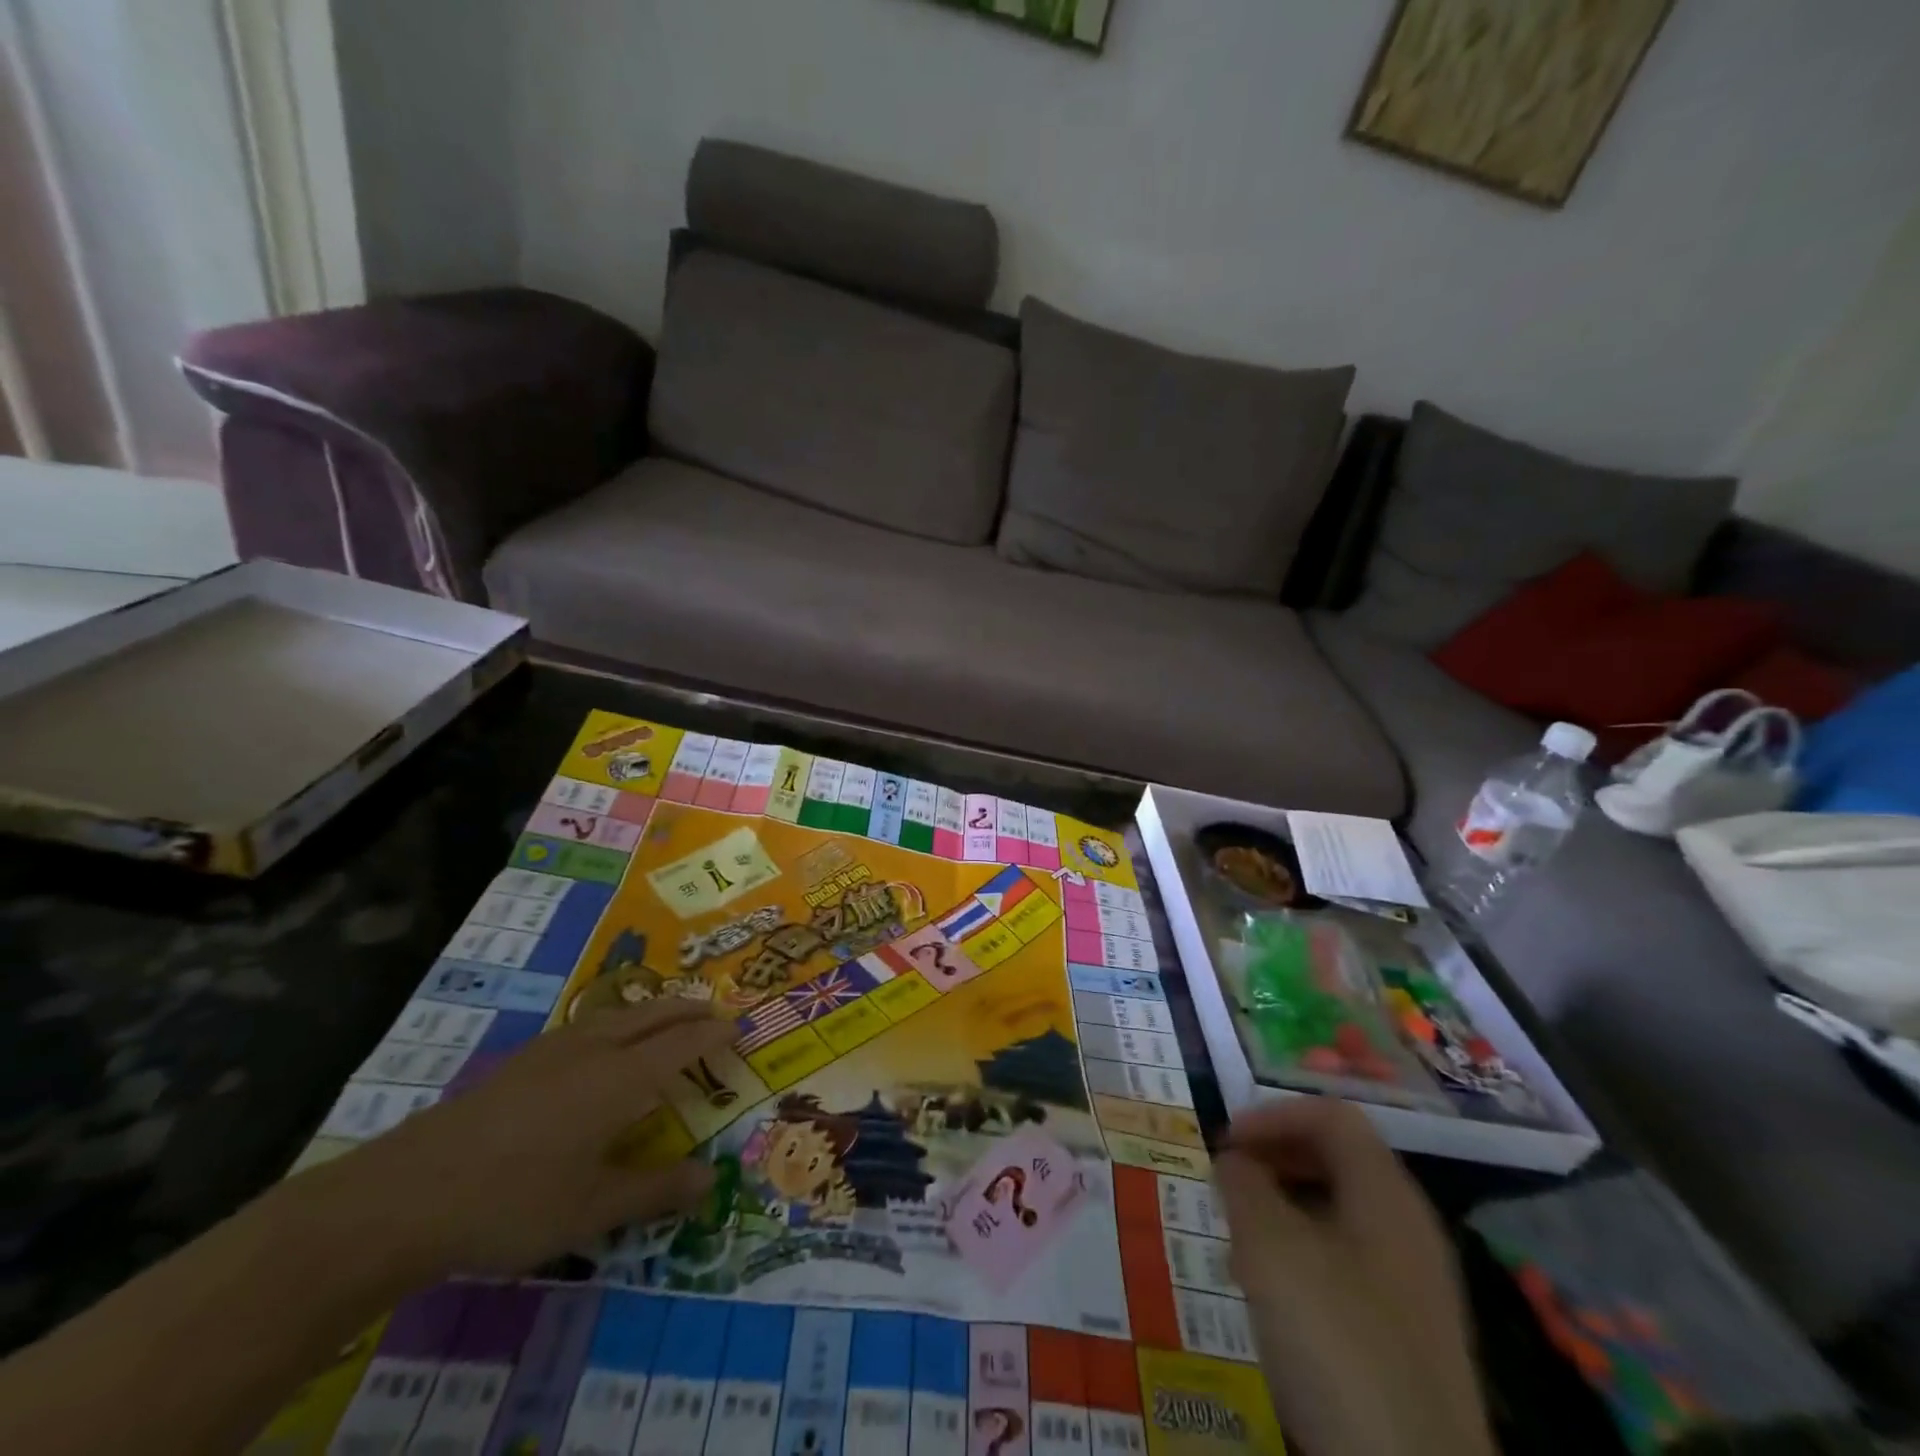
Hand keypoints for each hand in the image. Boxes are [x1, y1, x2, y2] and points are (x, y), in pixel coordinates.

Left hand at [288, 999, 731, 1280]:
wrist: (405, 1195)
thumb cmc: (512, 1202)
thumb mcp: (592, 1210)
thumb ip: (655, 1190)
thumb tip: (711, 1179)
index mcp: (621, 1078)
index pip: (683, 1044)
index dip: (714, 1034)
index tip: (740, 1029)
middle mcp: (595, 1050)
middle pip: (655, 1014)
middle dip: (691, 1010)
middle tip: (717, 1014)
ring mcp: (554, 1049)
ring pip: (620, 1013)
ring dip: (655, 1010)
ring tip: (671, 1018)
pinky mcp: (522, 1060)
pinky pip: (591, 1023)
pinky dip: (620, 1020)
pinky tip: (604, 1042)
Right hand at [1215, 1099, 1495, 1455]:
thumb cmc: (1336, 1340)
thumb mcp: (1269, 1247)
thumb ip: (1243, 1184)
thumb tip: (1235, 1160)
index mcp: (1386, 1193)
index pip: (1332, 1116)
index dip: (1274, 1115)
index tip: (1226, 1141)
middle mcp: (1409, 1227)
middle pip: (1339, 1159)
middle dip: (1276, 1157)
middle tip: (1229, 1179)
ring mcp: (1415, 1285)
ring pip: (1340, 1213)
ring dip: (1284, 1206)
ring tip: (1240, 1235)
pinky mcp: (1408, 1336)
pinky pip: (1349, 1262)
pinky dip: (1303, 1252)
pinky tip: (1273, 1293)